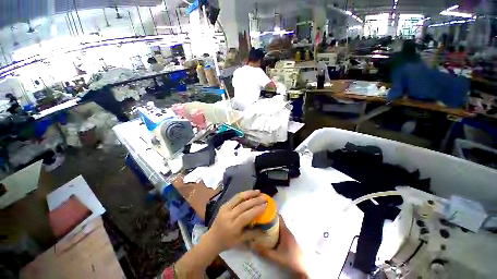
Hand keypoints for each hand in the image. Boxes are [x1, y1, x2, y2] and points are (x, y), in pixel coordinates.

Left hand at [204, 190, 266, 252]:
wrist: (212, 238)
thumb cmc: (227, 242)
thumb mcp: (240, 241)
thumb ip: (252, 234)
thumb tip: (265, 230)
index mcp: (232, 227)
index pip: (246, 216)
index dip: (256, 210)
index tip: (266, 205)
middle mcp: (228, 216)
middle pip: (243, 205)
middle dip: (255, 200)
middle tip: (264, 197)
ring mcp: (225, 208)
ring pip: (238, 198)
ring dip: (249, 193)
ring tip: (258, 191)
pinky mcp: (223, 204)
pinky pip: (235, 197)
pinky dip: (244, 194)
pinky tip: (250, 193)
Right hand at [252, 216, 307, 277]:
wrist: (303, 269)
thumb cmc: (290, 259)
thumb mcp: (276, 256)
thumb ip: (264, 251)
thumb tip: (252, 245)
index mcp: (285, 231)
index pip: (278, 217)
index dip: (271, 213)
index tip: (263, 212)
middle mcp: (287, 231)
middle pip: (277, 222)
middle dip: (269, 220)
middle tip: (260, 220)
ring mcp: (289, 236)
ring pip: (279, 227)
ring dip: (272, 226)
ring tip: (262, 227)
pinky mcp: (289, 241)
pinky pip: (281, 232)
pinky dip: (275, 232)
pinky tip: (269, 237)